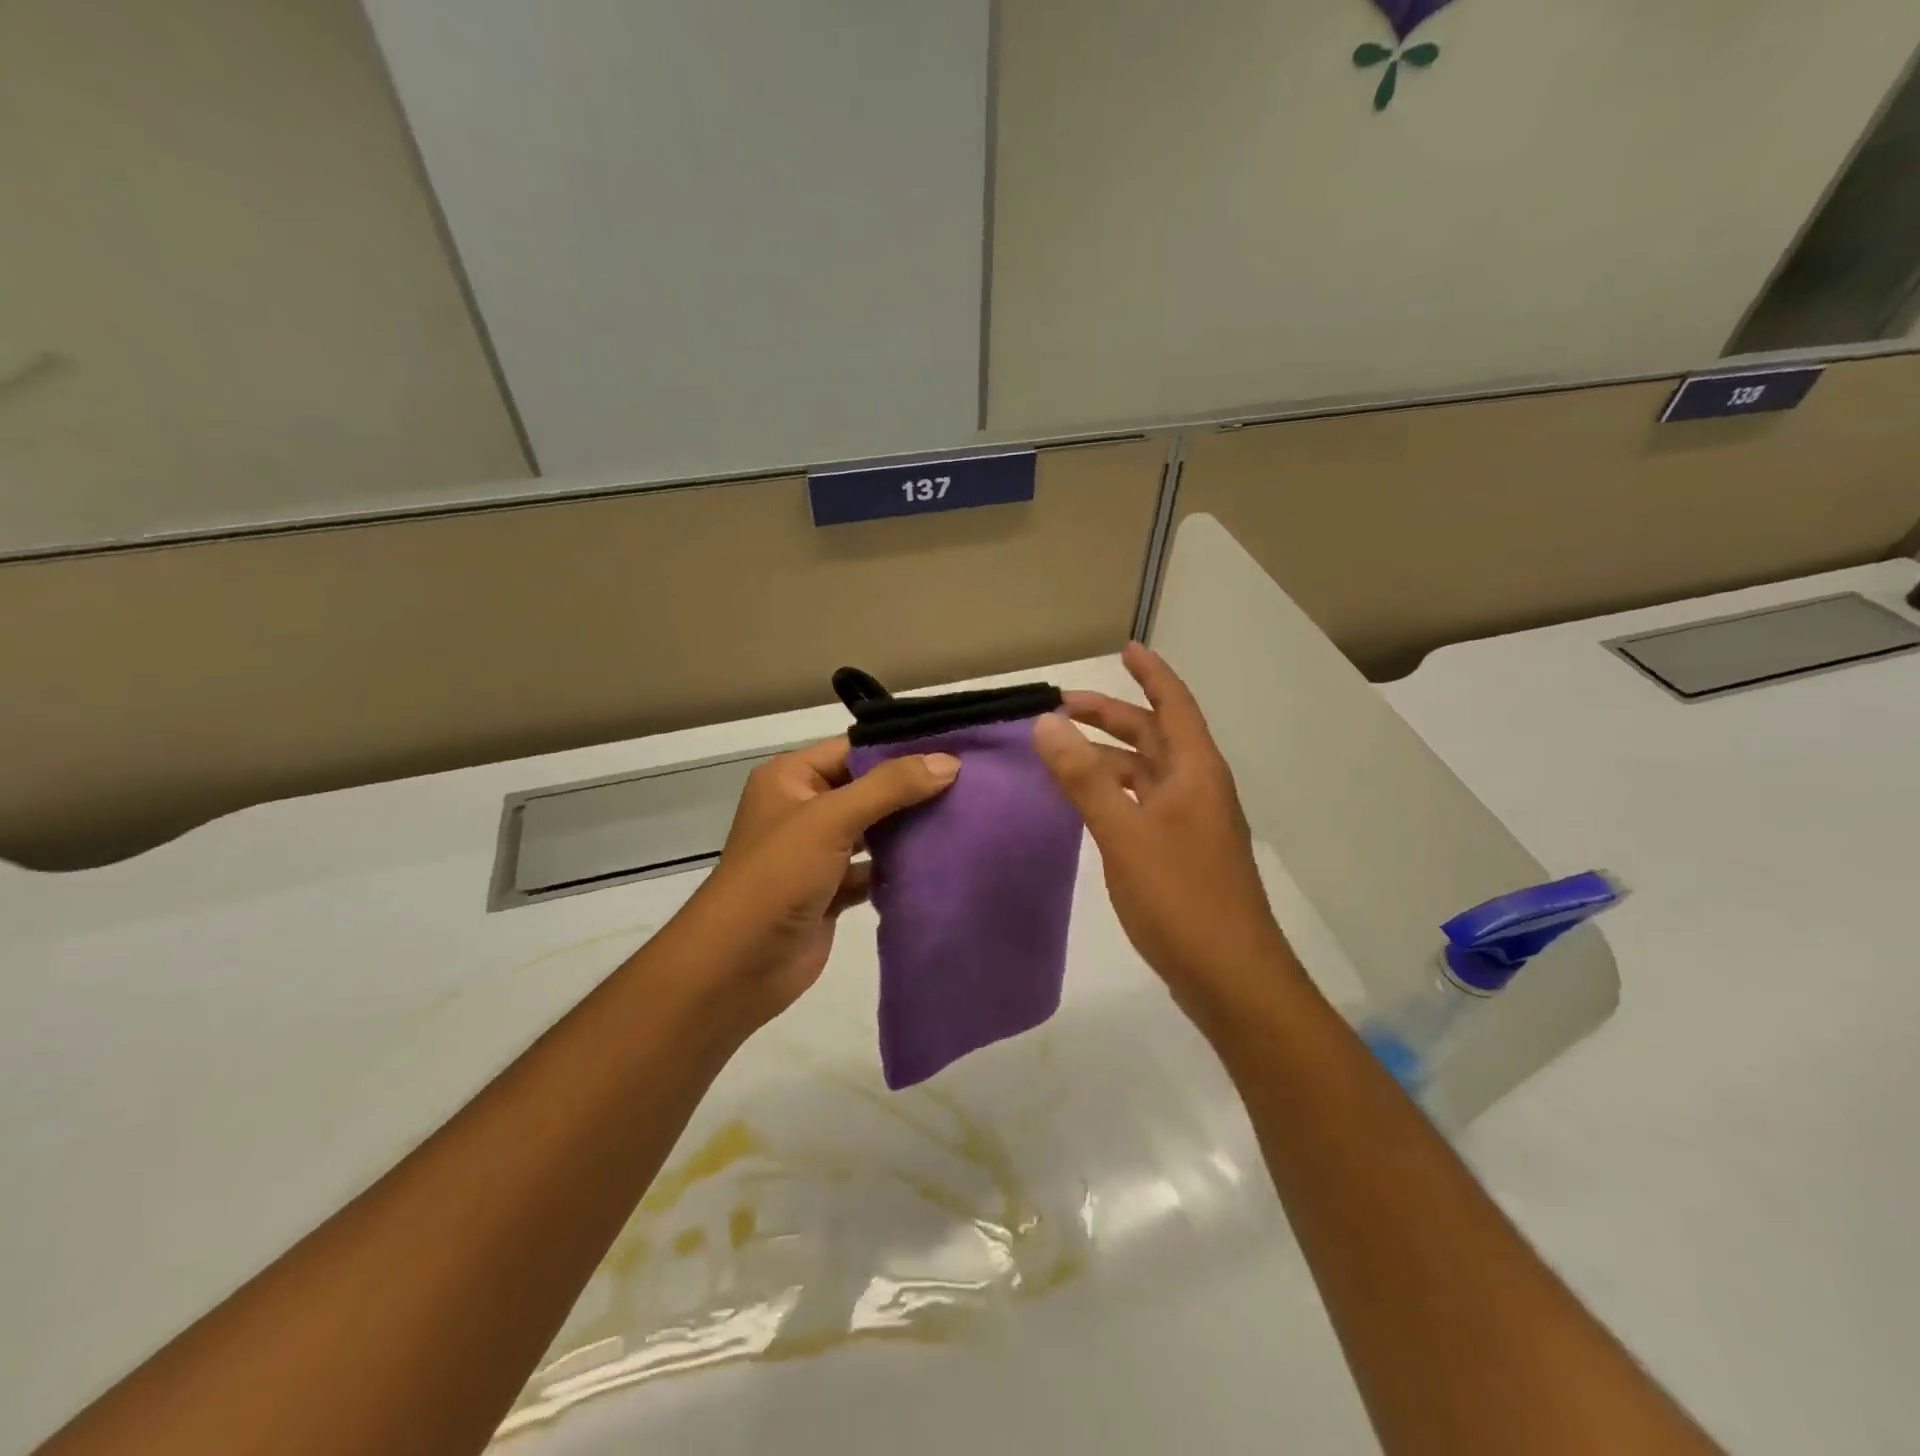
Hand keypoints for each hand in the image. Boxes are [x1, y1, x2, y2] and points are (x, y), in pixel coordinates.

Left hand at [662, 737, 959, 1026]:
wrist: (737, 967)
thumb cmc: (777, 877)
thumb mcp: (831, 819)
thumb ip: (889, 787)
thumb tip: (948, 761)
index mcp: (792, 778)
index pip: (854, 750)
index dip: (902, 749)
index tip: (956, 750)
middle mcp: (804, 808)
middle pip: (868, 789)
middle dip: (913, 789)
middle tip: (971, 784)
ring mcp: (818, 852)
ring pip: (874, 830)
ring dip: (910, 828)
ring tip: (965, 816)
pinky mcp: (832, 890)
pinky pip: (874, 869)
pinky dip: (900, 867)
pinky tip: (939, 861)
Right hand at [1032, 643, 1300, 1020]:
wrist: (1231, 977)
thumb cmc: (1182, 897)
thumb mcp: (1124, 833)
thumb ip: (1084, 778)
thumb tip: (1047, 723)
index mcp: (1195, 772)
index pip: (1173, 704)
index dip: (1151, 673)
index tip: (1125, 648)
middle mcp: (1197, 788)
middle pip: (1155, 735)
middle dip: (1113, 715)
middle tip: (1063, 706)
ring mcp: (1191, 823)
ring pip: (1147, 773)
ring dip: (1109, 757)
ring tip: (1062, 753)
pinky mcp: (1181, 853)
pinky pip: (1143, 804)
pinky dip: (1114, 792)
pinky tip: (1086, 804)